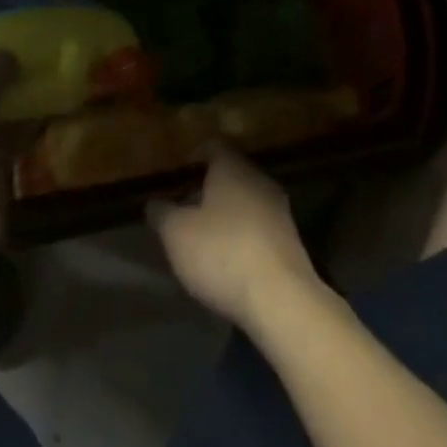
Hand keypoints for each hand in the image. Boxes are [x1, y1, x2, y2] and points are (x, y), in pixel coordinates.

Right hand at [148, 145, 321, 332]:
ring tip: (204, 237)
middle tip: (185, 208)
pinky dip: (243, 236)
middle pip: (231, 174)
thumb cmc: (222, 253)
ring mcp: (280, 211)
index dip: (193, 157)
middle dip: (208, 188)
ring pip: (247, 201)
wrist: (282, 301)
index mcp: (233, 168)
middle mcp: (259, 180)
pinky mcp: (291, 242)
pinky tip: (229, 260)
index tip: (177, 175)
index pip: (213, 146)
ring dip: (227, 214)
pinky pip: (260, 227)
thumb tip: (155, 203)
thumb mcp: (176, 234)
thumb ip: (162, 213)